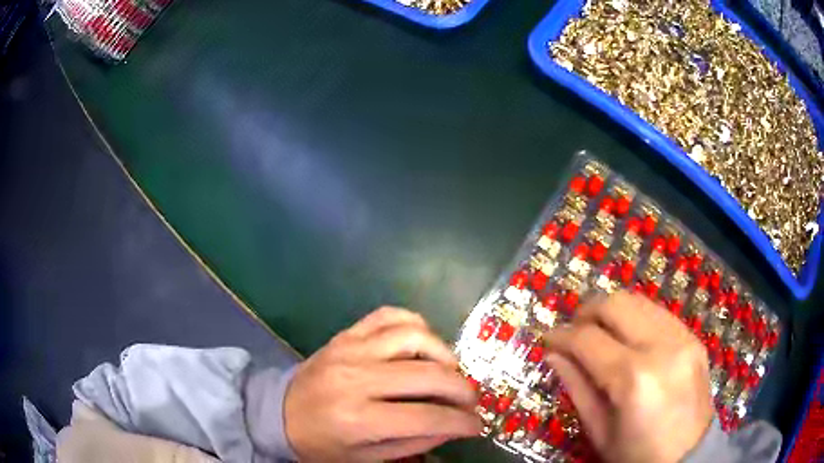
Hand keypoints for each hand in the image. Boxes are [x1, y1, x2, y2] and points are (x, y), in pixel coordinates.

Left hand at [283, 307, 481, 461]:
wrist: (279, 413)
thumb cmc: (322, 444)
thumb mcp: (367, 459)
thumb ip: (413, 443)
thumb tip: (454, 425)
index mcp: (358, 419)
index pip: (427, 417)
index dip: (461, 422)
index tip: (477, 425)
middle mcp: (357, 379)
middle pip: (428, 375)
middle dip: (462, 389)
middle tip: (470, 400)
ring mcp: (350, 349)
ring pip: (414, 336)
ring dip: (444, 353)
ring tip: (449, 372)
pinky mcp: (346, 334)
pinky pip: (389, 314)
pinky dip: (416, 324)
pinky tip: (424, 344)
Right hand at [545, 291, 713, 462]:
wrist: (688, 457)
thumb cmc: (636, 455)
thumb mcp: (600, 431)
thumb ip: (577, 387)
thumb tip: (554, 354)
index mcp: (633, 378)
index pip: (588, 339)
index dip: (562, 335)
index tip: (547, 339)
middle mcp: (662, 347)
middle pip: (616, 304)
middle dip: (587, 311)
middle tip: (573, 330)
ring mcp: (683, 337)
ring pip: (639, 301)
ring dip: (612, 311)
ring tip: (599, 331)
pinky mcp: (694, 338)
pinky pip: (658, 313)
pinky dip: (636, 318)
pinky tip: (628, 338)